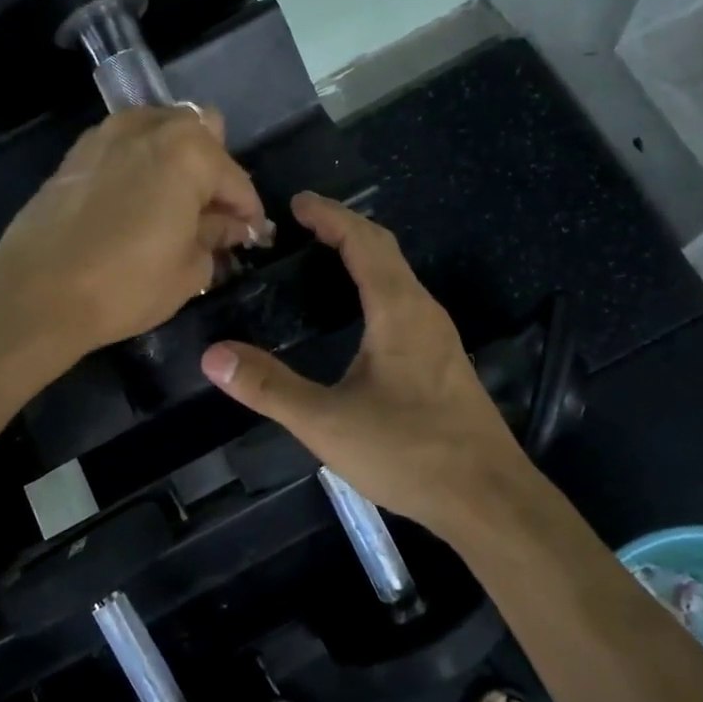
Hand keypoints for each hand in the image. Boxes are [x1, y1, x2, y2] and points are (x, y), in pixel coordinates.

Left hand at [0, 105, 268, 363]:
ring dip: (177, 160)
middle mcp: (149, 127)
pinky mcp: (77, 153)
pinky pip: (125, 146)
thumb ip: (217, 237)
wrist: (37, 293)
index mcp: (188, 151)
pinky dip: (141, 164)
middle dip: (215, 171)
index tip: (252, 238)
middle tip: (212, 216)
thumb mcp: (190, 269)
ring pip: (160, 130)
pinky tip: (137, 202)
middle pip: (201, 133)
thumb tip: (228, 226)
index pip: (236, 180)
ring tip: (176, 206)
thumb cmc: (126, 284)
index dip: (249, 213)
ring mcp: (107, 134)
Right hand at [199, 194, 531, 537]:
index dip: (330, 216)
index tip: (297, 203)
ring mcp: (440, 338)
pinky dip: (377, 286)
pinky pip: (406, 303)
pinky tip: (361, 315)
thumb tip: (214, 356)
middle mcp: (424, 312)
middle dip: (345, 228)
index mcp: (398, 311)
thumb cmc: (410, 452)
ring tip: (326, 258)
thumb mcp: (328, 423)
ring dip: (364, 257)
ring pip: (400, 277)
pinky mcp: (444, 362)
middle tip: (305, 224)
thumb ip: (270, 388)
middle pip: (385, 251)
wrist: (488, 497)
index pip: (363, 241)